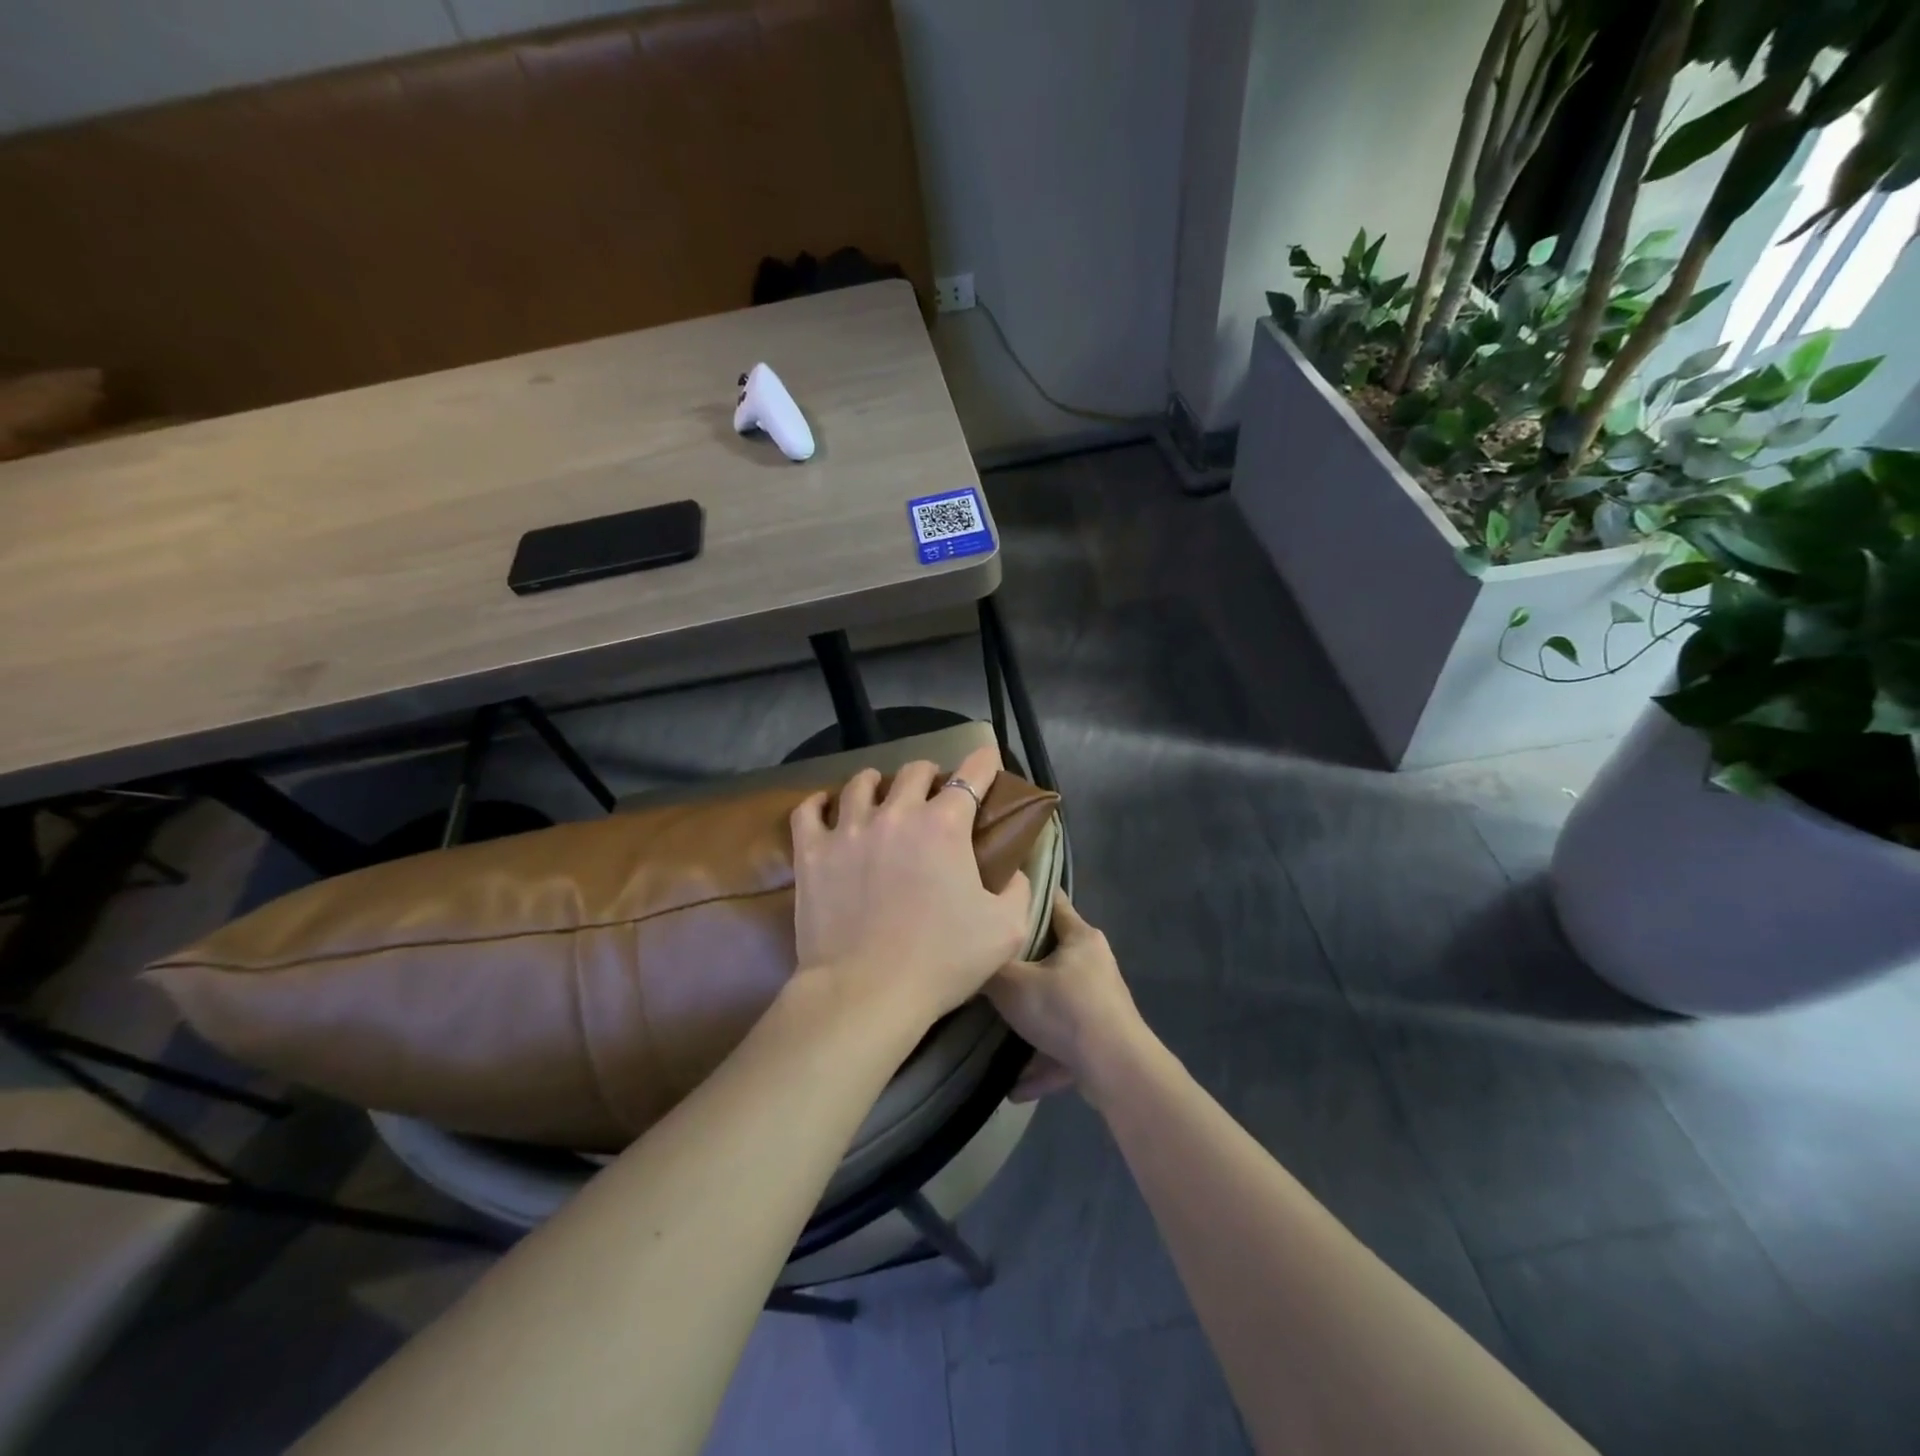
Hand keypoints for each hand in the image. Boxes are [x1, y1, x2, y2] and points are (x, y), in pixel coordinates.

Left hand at [789, 744, 1033, 1027]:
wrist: (866, 992)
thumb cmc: (942, 961)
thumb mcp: (1006, 929)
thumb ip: (1016, 889)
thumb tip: (1011, 870)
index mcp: (945, 825)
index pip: (972, 774)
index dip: (984, 762)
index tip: (987, 760)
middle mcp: (897, 813)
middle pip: (914, 770)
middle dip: (930, 776)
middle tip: (933, 795)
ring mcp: (849, 829)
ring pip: (861, 782)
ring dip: (878, 784)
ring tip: (881, 797)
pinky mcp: (812, 851)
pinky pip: (809, 810)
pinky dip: (820, 803)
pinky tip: (826, 807)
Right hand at [987, 891, 1144, 1104]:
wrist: (1116, 1070)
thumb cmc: (1065, 1010)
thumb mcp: (1013, 985)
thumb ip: (988, 970)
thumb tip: (969, 959)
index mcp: (1081, 938)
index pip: (1053, 901)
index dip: (1027, 894)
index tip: (1001, 894)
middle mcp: (1095, 964)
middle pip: (1053, 954)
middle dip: (1023, 962)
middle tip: (990, 963)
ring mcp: (1102, 1003)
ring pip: (1058, 1004)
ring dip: (1032, 1020)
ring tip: (998, 1031)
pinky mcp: (1103, 1040)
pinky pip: (1064, 1046)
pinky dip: (1043, 1062)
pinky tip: (1015, 1086)